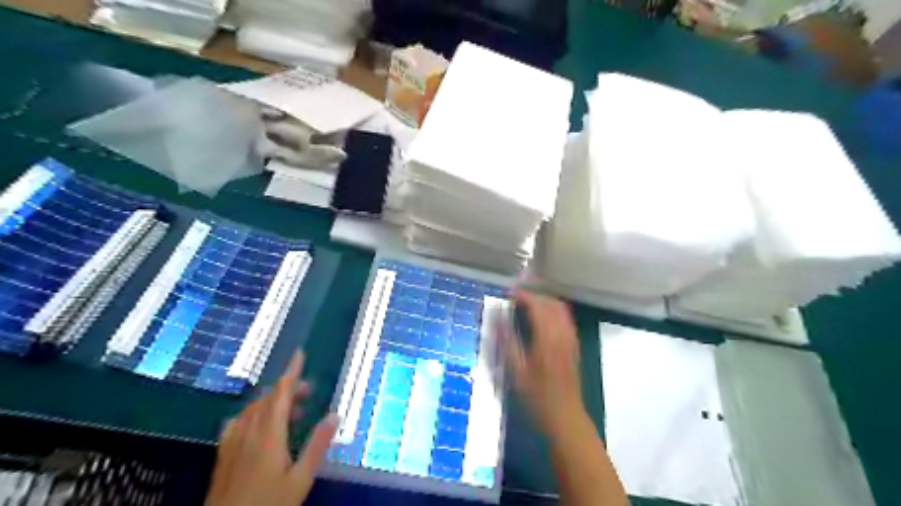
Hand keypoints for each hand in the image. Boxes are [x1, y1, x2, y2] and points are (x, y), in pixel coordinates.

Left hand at [205, 350, 338, 505]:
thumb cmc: (268, 505)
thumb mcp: (301, 479)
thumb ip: (317, 445)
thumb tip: (335, 415)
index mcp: (269, 435)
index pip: (281, 393)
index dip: (291, 372)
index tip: (299, 354)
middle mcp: (249, 432)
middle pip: (267, 398)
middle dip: (288, 388)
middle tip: (308, 391)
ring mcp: (232, 443)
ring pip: (253, 408)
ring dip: (273, 401)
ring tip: (293, 411)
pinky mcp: (223, 454)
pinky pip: (238, 422)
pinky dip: (253, 413)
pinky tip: (258, 423)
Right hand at [500, 290, 584, 440]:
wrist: (565, 417)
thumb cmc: (537, 397)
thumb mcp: (516, 371)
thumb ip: (506, 341)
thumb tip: (496, 317)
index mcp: (547, 339)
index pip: (537, 306)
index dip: (523, 296)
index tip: (509, 293)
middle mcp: (562, 335)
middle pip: (551, 304)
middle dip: (534, 295)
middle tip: (516, 296)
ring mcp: (571, 340)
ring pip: (561, 309)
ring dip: (544, 301)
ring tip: (527, 303)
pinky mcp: (574, 346)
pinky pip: (566, 319)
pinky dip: (554, 311)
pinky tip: (543, 318)